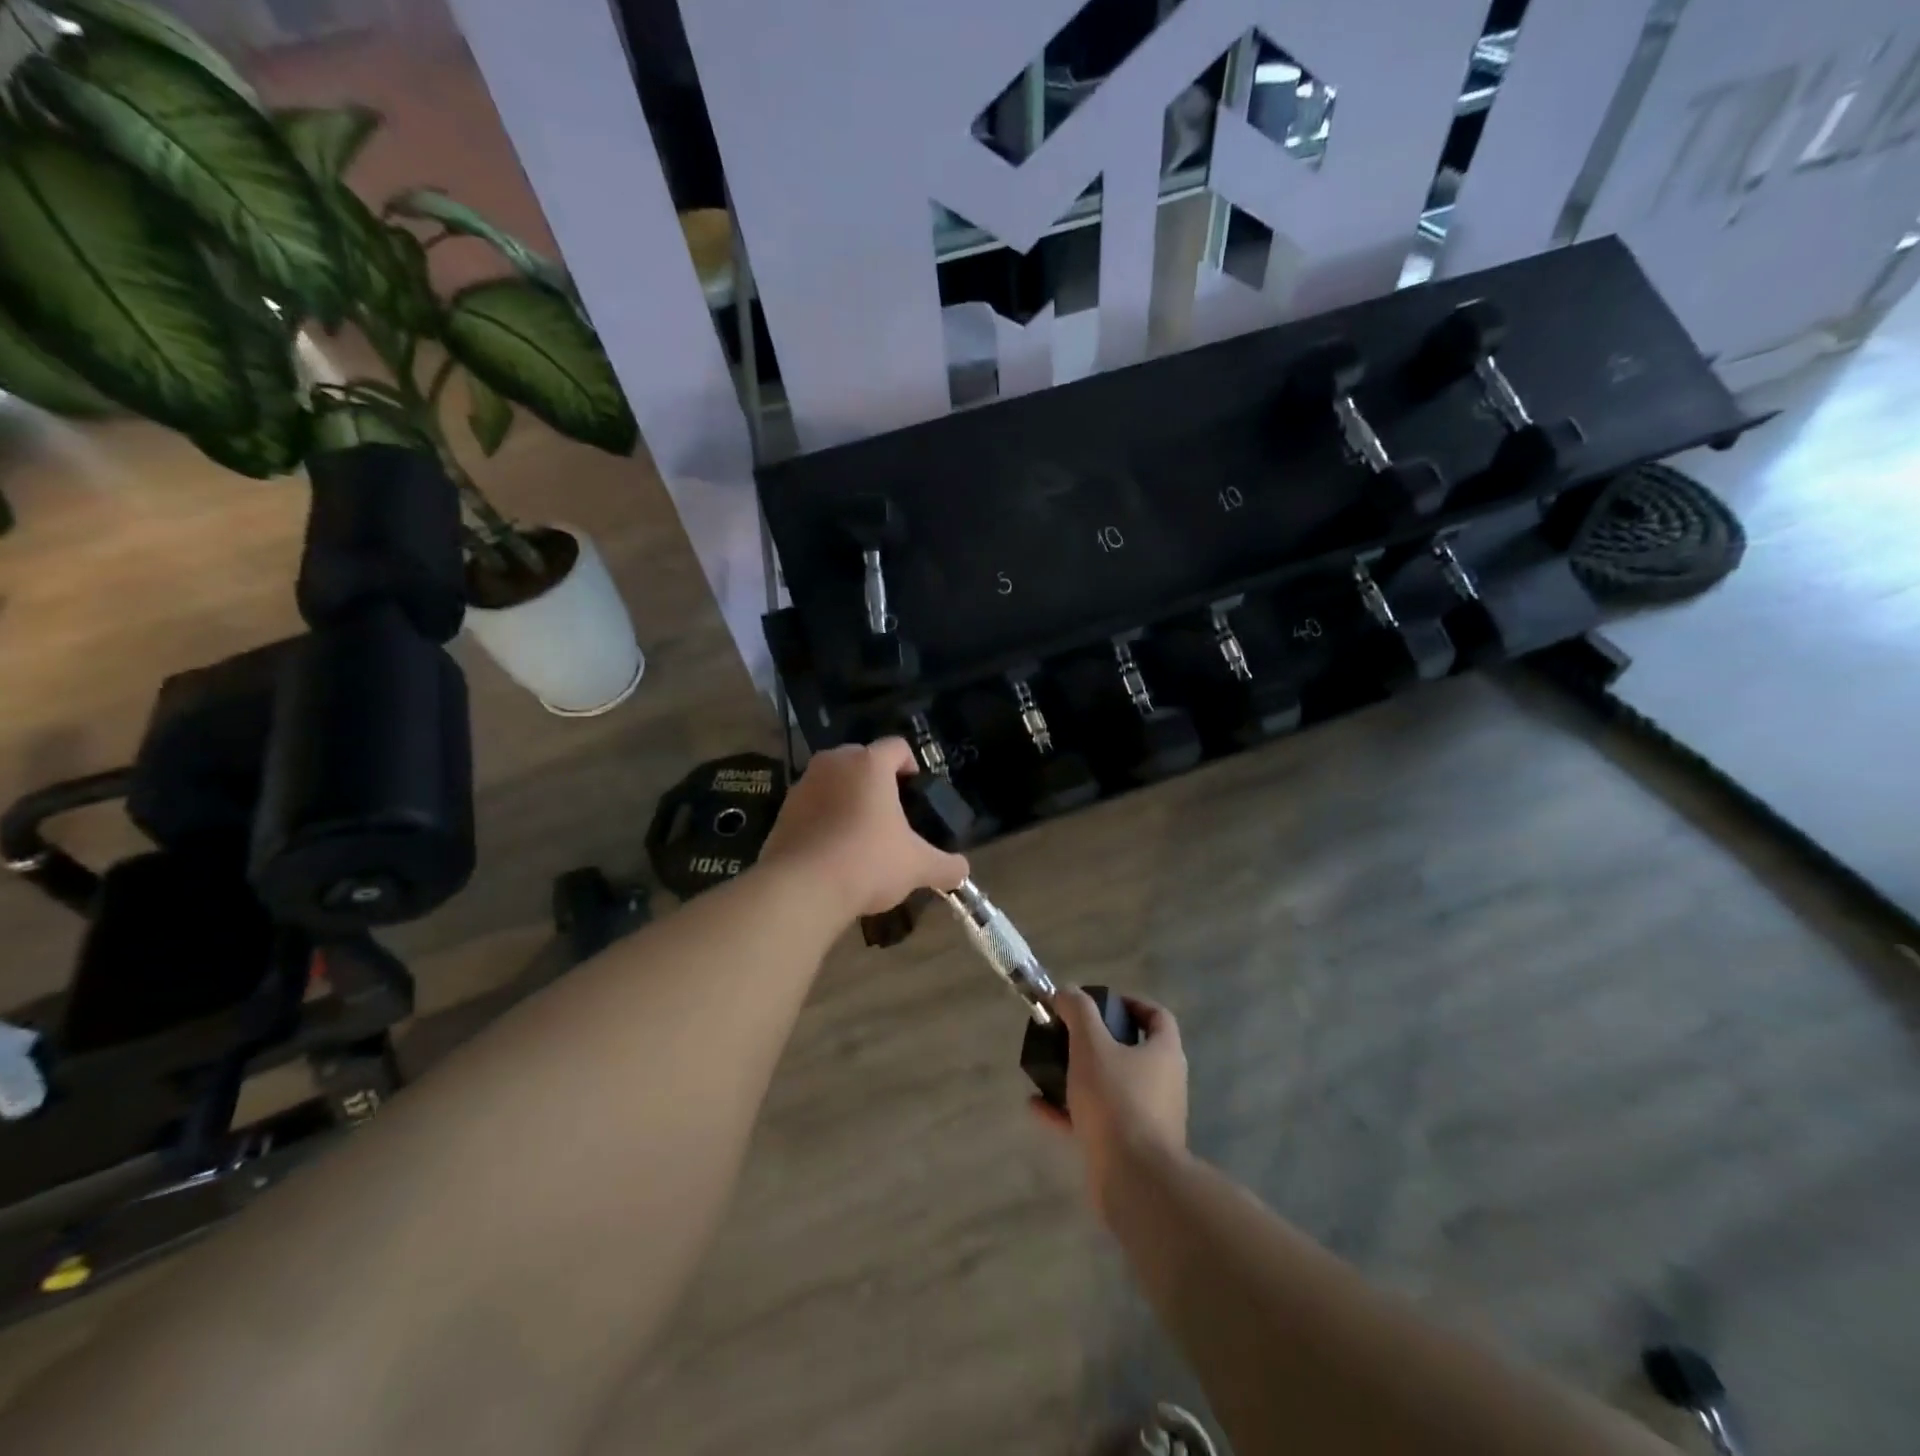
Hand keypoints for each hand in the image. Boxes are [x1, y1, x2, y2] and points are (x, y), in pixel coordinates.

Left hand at [759, 738, 969, 918]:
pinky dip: (824, 820)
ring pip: (834, 782)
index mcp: (869, 764)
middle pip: (862, 760)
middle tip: (891, 815)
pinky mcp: (782, 811)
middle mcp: (833, 764)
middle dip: (877, 782)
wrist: (802, 889)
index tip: (916, 790)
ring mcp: (803, 785)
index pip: (897, 747)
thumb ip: (945, 866)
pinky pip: (812, 806)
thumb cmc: (868, 862)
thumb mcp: (917, 866)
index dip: (912, 765)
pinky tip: (833, 852)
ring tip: (861, 836)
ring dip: (848, 800)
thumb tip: (962, 872)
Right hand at [1031, 988, 1187, 1218]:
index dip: (1131, 1003)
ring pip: (1112, 1087)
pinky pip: (1098, 1120)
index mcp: (1164, 1054)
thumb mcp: (1092, 1046)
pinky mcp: (1130, 1148)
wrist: (1135, 1181)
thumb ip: (1079, 1012)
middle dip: (1098, 1041)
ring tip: (1049, 1069)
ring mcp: (1149, 1118)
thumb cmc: (1117, 1101)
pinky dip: (1070, 1111)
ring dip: (1081, 1077)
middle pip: (1133, 1051)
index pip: (1157, 1016)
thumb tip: (1068, 991)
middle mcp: (1163, 1083)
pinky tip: (1038, 1107)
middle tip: (1069, 1035)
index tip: (1100, 1003)